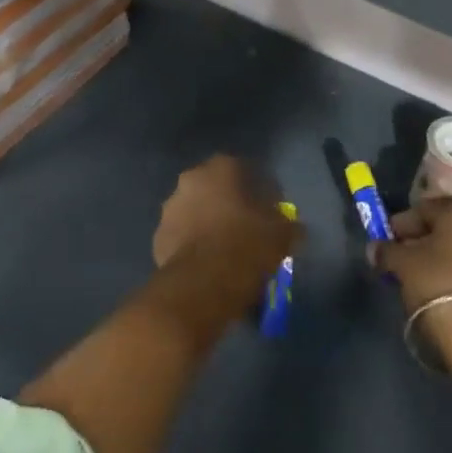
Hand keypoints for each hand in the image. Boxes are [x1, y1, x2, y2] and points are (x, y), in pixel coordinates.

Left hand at [155, 155, 297, 268]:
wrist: (204, 284)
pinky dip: (192, 245)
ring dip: (207, 223)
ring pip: (194, 211)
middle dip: (228, 204)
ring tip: (225, 249)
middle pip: (214, 188)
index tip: (269, 209)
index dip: (259, 189)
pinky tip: (207, 264)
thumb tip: (293, 227)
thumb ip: (287, 223)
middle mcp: (191, 179)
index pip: (244, 169)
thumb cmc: (247, 245)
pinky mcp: (158, 238)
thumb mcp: (282, 233)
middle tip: (245, 227)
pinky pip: (181, 237)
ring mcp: (170, 208)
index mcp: (221, 168)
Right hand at [373, 198, 451, 369]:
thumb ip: (386, 250)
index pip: (423, 209)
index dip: (400, 226)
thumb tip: (375, 248)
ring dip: (439, 255)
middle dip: (420, 239)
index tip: (385, 242)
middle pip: (444, 225)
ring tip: (418, 275)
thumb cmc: (438, 284)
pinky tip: (440, 286)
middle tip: (400, 258)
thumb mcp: (403, 264)